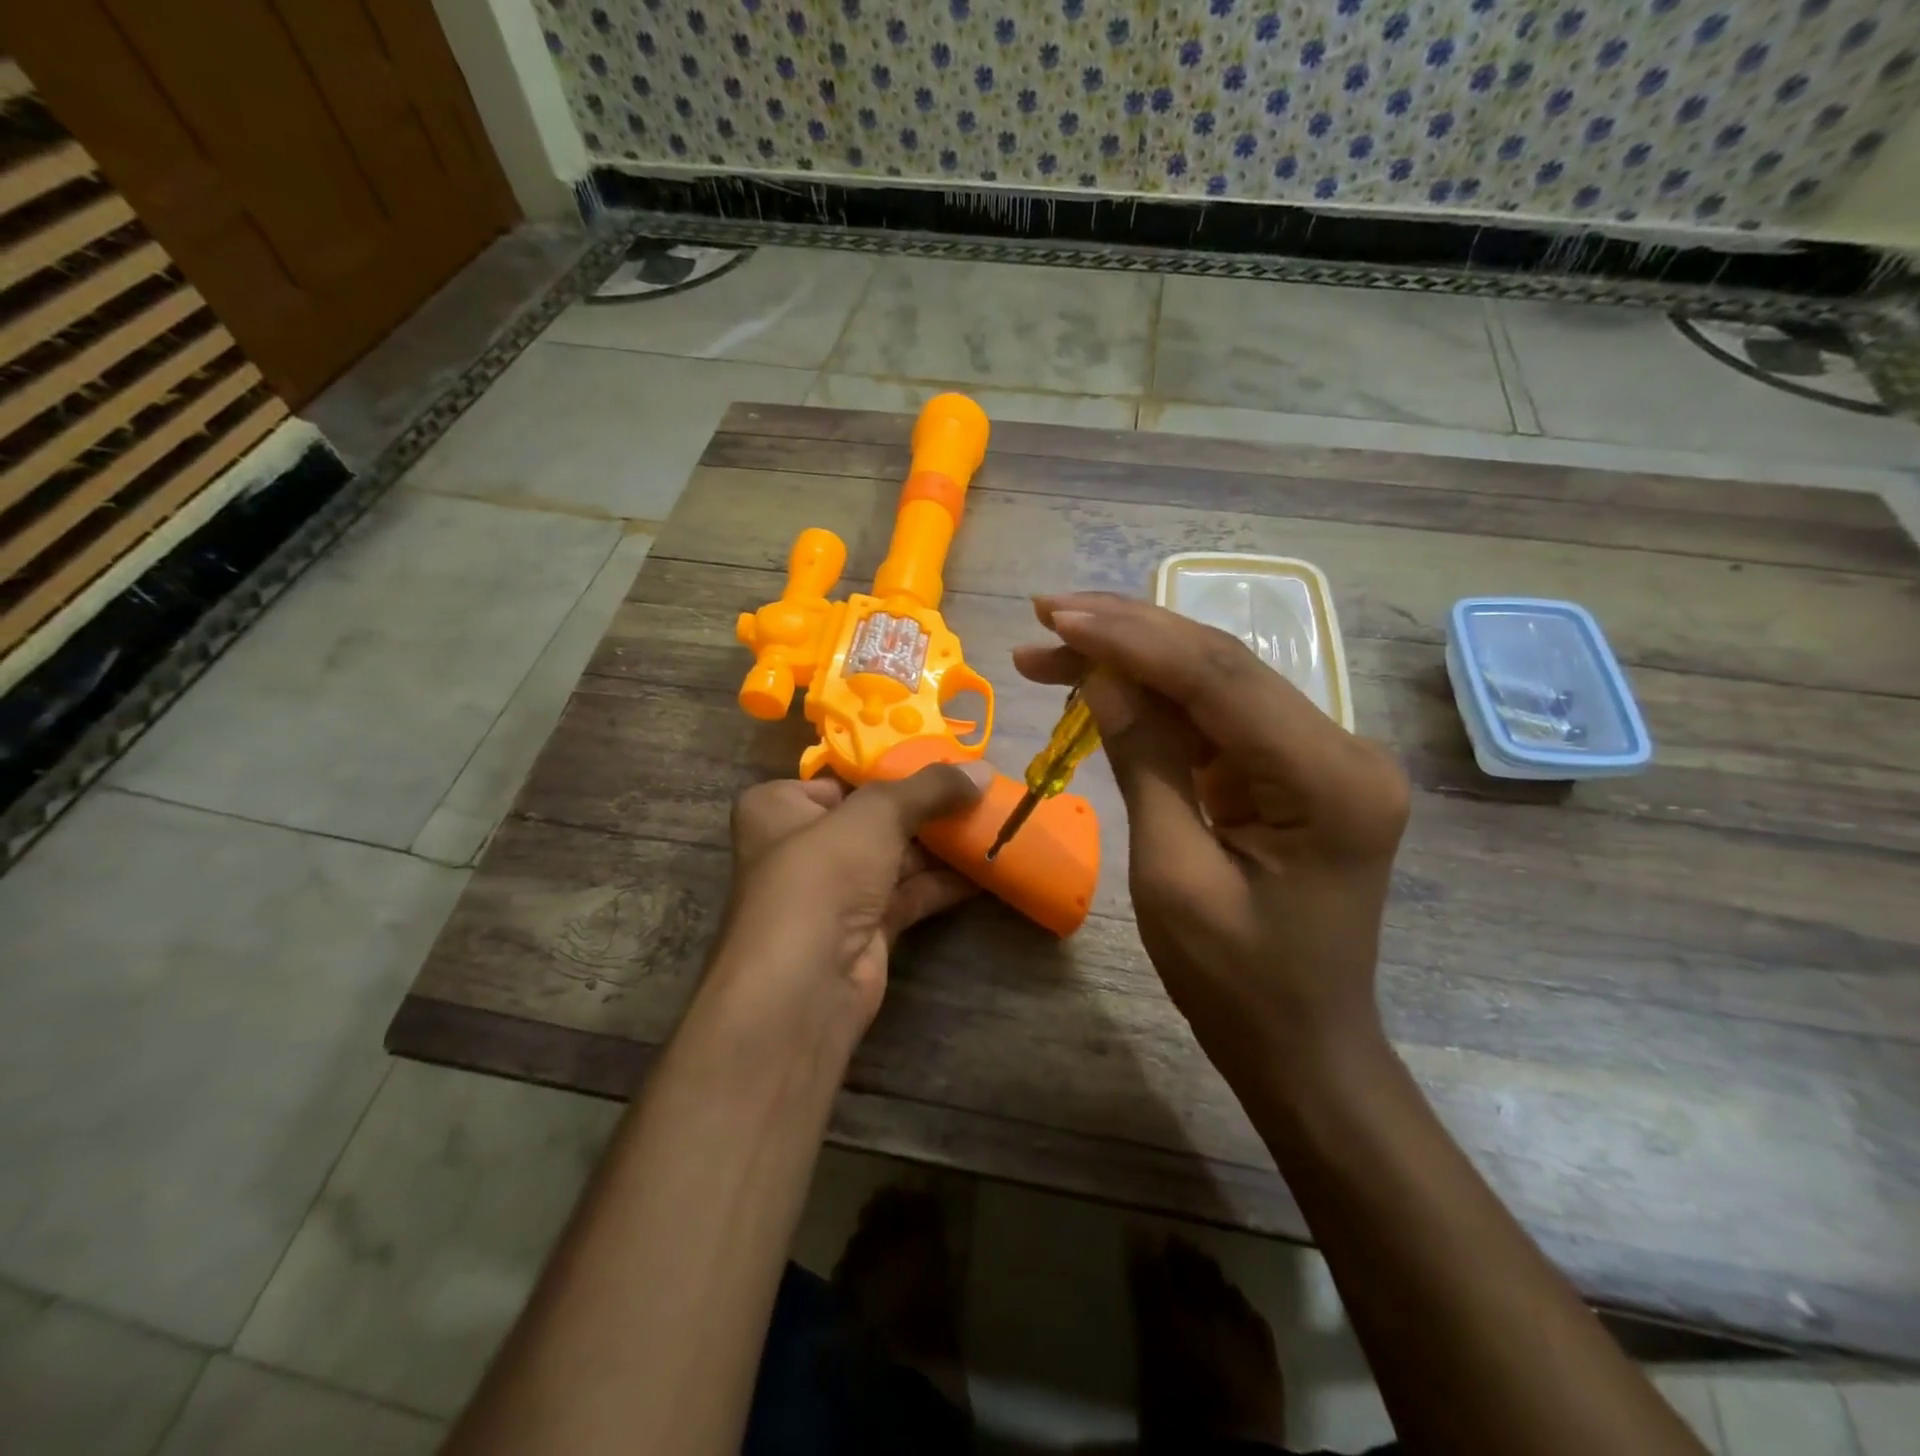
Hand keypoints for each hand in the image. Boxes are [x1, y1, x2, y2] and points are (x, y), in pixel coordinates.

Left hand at [705, 763, 990, 1045]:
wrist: (805, 985)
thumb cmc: (822, 875)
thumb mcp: (876, 814)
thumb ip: (929, 788)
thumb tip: (983, 770)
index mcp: (780, 807)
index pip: (841, 777)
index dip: (892, 768)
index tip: (944, 759)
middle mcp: (802, 845)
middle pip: (874, 818)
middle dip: (927, 809)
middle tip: (979, 791)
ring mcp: (834, 891)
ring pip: (895, 857)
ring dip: (942, 846)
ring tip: (993, 823)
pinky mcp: (863, 928)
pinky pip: (909, 894)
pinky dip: (943, 882)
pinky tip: (986, 867)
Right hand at [1014, 594, 1409, 1089]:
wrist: (1301, 1047)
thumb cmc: (1236, 984)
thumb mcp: (1172, 876)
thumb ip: (1144, 763)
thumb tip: (1100, 676)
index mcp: (1329, 782)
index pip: (1219, 680)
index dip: (1131, 639)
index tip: (1058, 617)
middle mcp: (1342, 750)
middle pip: (1222, 665)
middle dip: (1130, 634)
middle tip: (1047, 614)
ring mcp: (1322, 757)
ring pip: (1216, 682)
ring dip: (1136, 660)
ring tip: (1055, 644)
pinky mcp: (1294, 770)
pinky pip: (1217, 719)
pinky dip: (1157, 699)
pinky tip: (1102, 684)